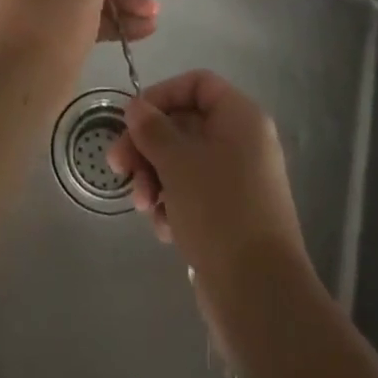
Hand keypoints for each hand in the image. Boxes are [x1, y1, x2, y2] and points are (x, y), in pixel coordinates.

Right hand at [106, 70, 307, 287]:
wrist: (259, 294)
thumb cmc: (218, 211)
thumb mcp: (177, 161)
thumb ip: (152, 128)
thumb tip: (136, 107)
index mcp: (240, 118)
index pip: (197, 84)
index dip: (161, 95)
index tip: (132, 119)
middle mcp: (243, 142)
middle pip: (184, 125)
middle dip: (148, 146)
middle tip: (118, 167)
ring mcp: (238, 181)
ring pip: (183, 162)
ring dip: (155, 178)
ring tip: (144, 206)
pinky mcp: (231, 215)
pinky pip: (193, 194)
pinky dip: (173, 204)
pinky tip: (164, 228)